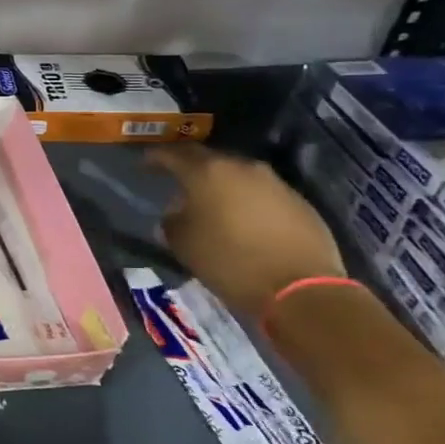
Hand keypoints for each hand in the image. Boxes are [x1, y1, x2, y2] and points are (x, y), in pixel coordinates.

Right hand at [147, 143, 346, 321]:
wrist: (300, 289)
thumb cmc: (230, 262)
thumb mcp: (184, 245)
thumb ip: (172, 222)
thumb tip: (175, 213)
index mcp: (207, 173)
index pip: (173, 154)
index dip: (156, 158)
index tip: (144, 164)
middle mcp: (241, 167)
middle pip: (208, 159)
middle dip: (190, 167)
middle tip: (177, 181)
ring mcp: (275, 182)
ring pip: (237, 174)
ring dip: (221, 184)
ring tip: (211, 201)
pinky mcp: (299, 201)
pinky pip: (262, 192)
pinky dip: (247, 200)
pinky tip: (243, 219)